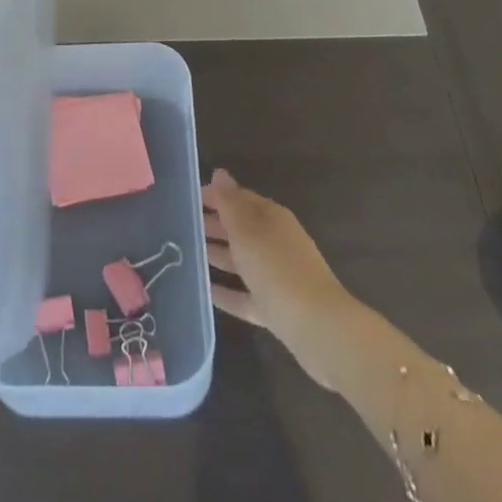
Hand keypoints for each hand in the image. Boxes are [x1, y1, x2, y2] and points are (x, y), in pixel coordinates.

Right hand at [204, 169, 357, 388]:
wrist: (319, 328)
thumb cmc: (278, 269)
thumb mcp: (248, 231)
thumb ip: (230, 203)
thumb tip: (220, 173)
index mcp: (272, 218)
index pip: (240, 198)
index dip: (215, 196)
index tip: (188, 198)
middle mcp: (276, 242)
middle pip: (241, 228)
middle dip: (214, 225)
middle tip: (182, 226)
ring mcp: (277, 276)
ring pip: (242, 260)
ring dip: (218, 256)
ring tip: (187, 255)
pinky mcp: (277, 307)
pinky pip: (246, 294)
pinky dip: (227, 292)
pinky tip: (205, 291)